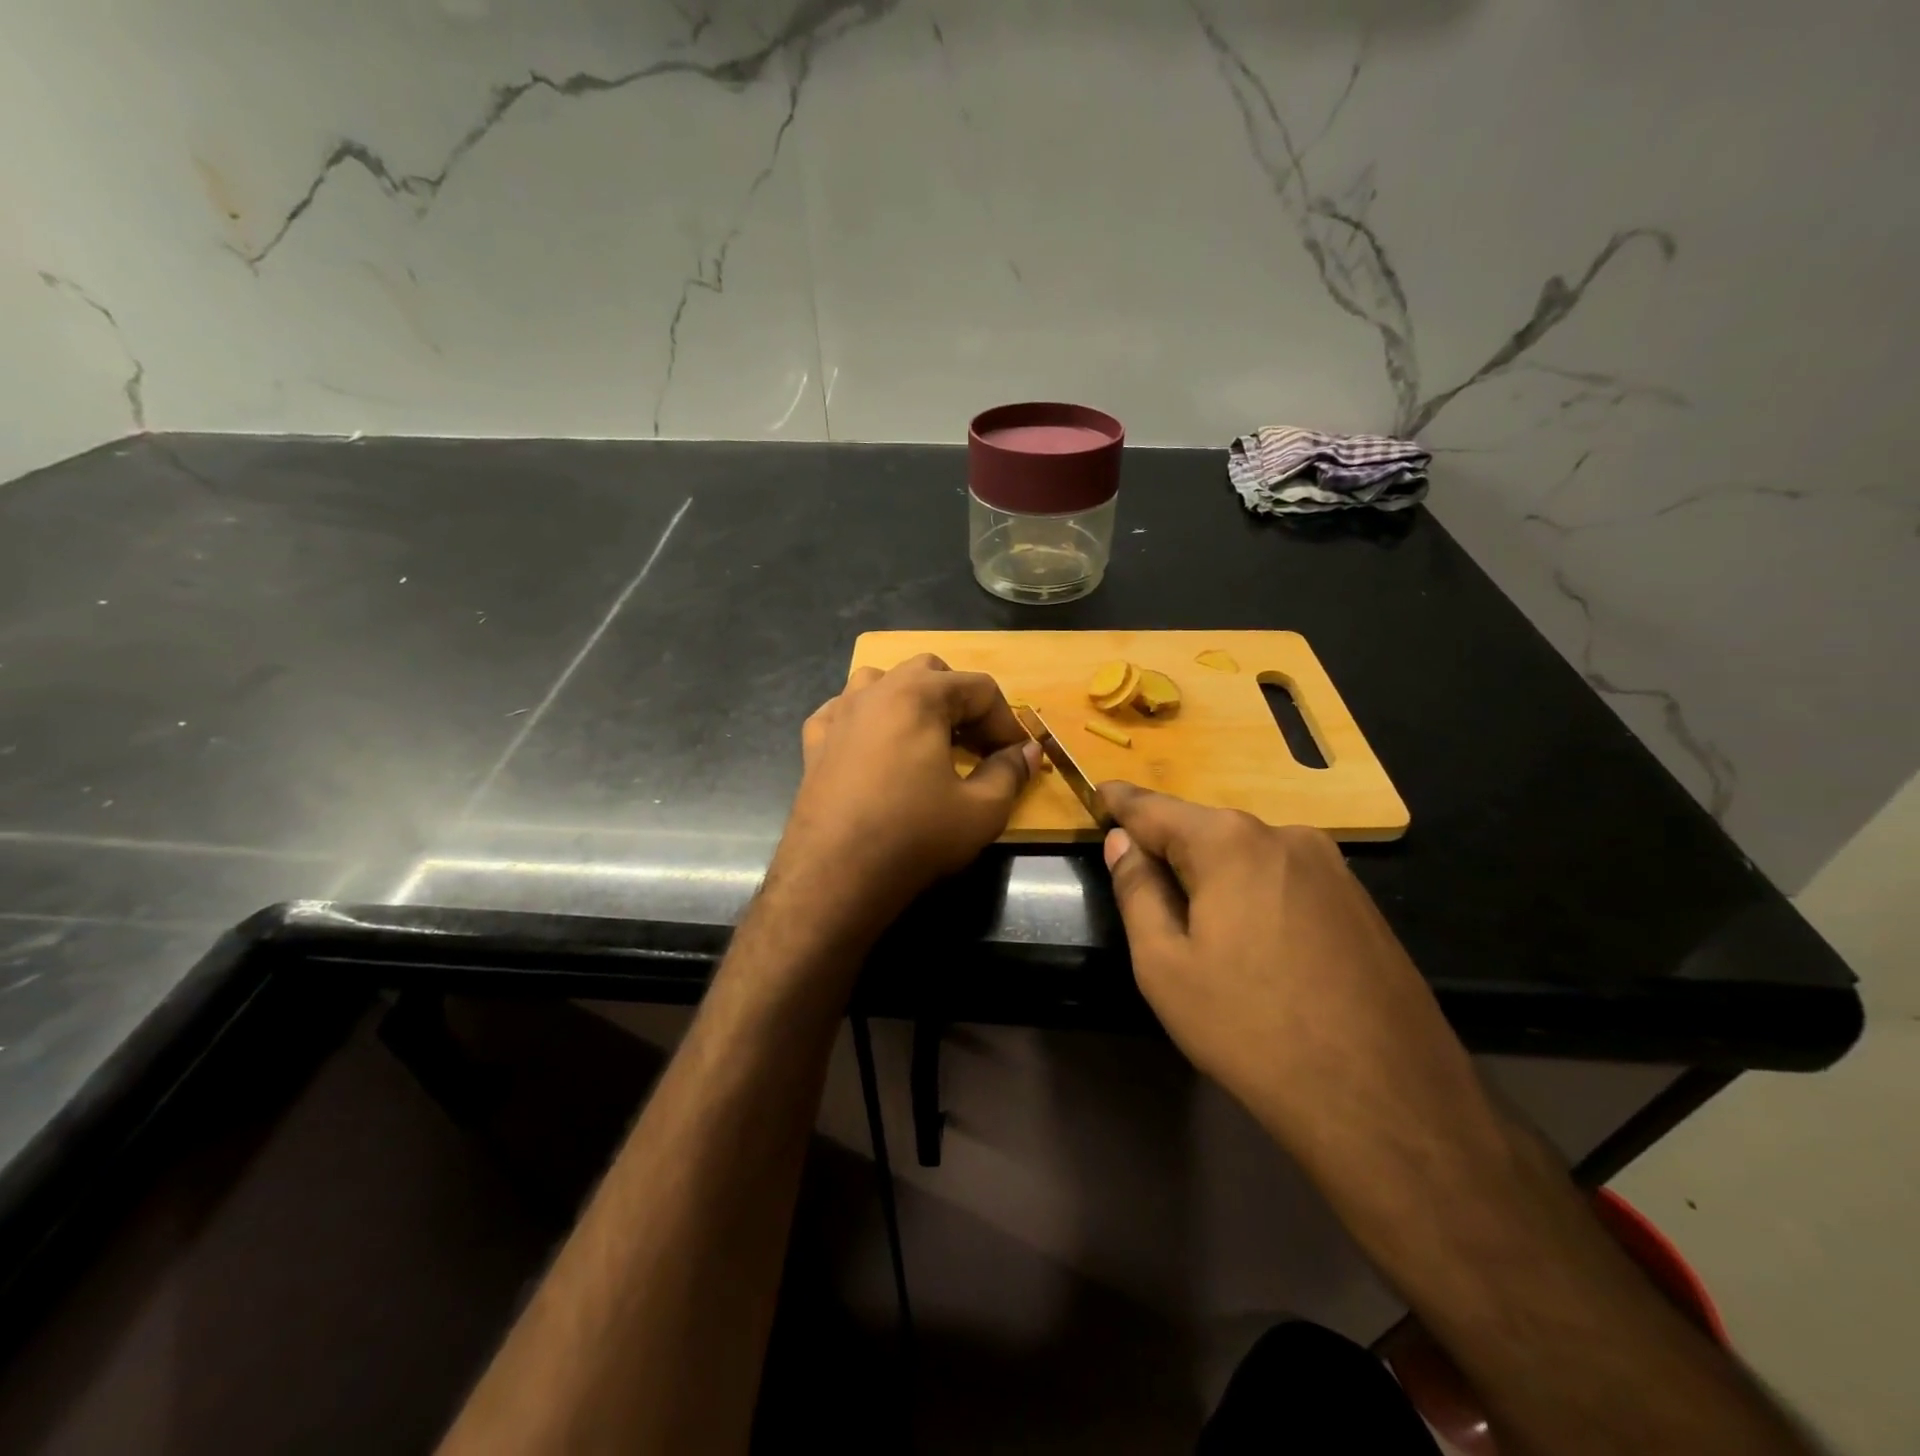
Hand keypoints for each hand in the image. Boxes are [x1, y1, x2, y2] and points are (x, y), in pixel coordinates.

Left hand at [769, 655, 1039, 940]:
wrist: (834, 874)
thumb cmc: (914, 836)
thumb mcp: (982, 810)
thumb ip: (1010, 772)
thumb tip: (1027, 752)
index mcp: (920, 695)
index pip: (979, 688)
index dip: (1006, 721)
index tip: (1015, 756)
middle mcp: (876, 691)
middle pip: (930, 673)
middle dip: (961, 702)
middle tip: (975, 744)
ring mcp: (839, 713)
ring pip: (882, 681)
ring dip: (912, 700)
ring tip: (926, 738)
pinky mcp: (814, 741)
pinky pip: (845, 711)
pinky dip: (868, 719)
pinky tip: (876, 748)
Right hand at [1097, 783, 1482, 1163]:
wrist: (1386, 1103)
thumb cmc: (1251, 1030)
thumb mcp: (1165, 966)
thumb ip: (1137, 891)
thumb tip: (1122, 842)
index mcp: (1230, 843)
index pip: (1155, 809)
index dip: (1121, 802)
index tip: (1098, 793)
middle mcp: (1286, 836)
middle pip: (1206, 831)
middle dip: (1171, 849)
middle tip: (1143, 881)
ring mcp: (1333, 868)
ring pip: (1249, 857)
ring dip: (1216, 877)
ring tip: (1202, 929)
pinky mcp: (1362, 904)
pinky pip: (1287, 882)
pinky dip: (1257, 897)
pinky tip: (1260, 950)